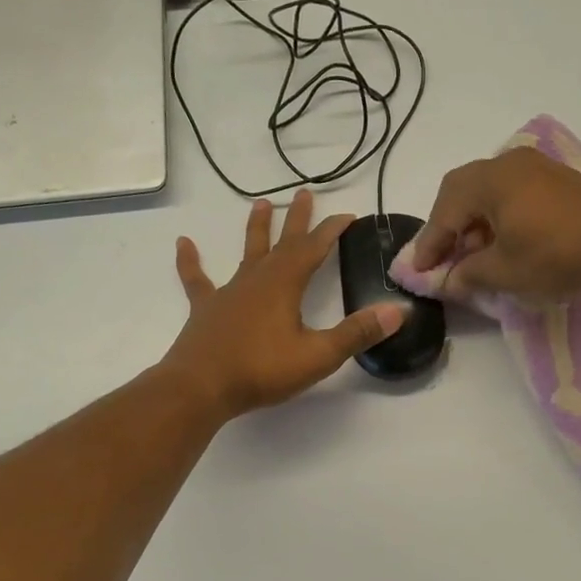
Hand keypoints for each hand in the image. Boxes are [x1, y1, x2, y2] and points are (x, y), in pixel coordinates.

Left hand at [163, 190, 405, 418]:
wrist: (200, 387)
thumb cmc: (261, 370)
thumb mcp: (318, 356)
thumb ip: (357, 333)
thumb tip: (398, 311)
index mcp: (285, 285)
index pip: (314, 249)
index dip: (332, 230)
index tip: (348, 215)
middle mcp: (257, 279)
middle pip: (283, 242)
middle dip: (298, 219)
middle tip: (306, 193)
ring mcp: (228, 292)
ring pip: (247, 253)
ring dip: (256, 228)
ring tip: (261, 203)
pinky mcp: (206, 310)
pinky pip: (197, 279)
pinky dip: (190, 261)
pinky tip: (183, 243)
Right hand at [412, 147, 580, 299]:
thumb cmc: (556, 255)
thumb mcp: (504, 271)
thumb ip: (468, 273)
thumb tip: (449, 280)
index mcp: (490, 180)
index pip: (445, 210)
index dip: (429, 242)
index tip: (419, 269)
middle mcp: (509, 163)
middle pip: (462, 190)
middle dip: (448, 225)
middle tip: (442, 256)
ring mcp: (536, 166)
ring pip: (488, 189)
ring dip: (473, 220)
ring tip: (475, 254)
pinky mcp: (557, 178)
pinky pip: (512, 190)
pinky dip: (498, 213)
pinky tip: (505, 240)